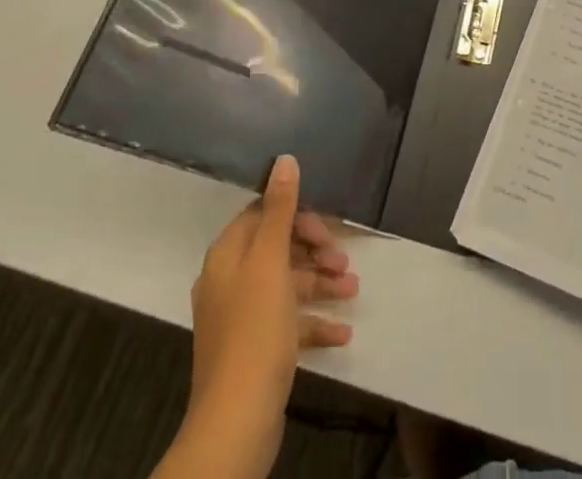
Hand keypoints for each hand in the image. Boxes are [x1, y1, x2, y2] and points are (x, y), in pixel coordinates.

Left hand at [165, 155, 358, 478]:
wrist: (236, 422)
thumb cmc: (255, 329)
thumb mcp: (271, 261)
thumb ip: (280, 209)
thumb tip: (284, 159)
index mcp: (228, 255)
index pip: (262, 215)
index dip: (297, 216)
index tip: (327, 228)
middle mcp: (230, 281)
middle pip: (277, 250)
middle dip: (314, 251)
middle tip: (344, 262)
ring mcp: (242, 318)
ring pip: (286, 286)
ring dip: (320, 284)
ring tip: (353, 291)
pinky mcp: (256, 350)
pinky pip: (288, 324)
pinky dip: (314, 323)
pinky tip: (343, 333)